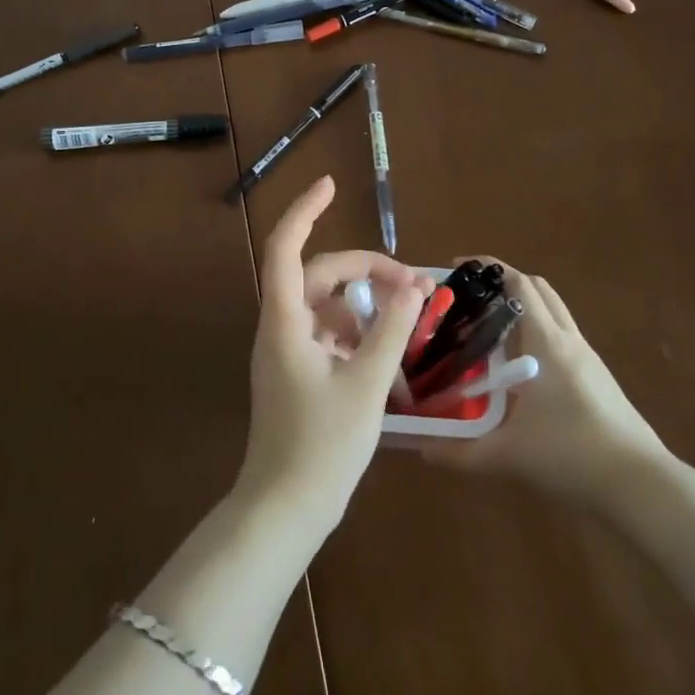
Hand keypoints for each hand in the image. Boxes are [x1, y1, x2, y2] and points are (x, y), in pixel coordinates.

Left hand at [236, 176, 430, 536]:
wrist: (284, 510)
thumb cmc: (322, 446)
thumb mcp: (367, 384)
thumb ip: (391, 331)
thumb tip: (415, 287)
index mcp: (285, 322)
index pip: (285, 247)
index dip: (305, 210)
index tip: (331, 184)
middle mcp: (279, 328)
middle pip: (317, 275)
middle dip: (364, 269)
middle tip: (411, 284)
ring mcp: (285, 351)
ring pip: (324, 305)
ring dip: (363, 303)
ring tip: (405, 319)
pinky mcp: (295, 373)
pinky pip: (326, 334)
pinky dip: (355, 332)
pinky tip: (385, 354)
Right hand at [421, 264, 670, 509]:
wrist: (641, 485)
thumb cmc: (571, 456)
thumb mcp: (507, 455)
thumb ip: (459, 452)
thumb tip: (420, 448)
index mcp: (546, 343)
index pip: (518, 284)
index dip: (488, 267)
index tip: (457, 267)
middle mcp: (568, 339)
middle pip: (538, 288)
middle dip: (504, 281)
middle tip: (471, 297)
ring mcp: (588, 357)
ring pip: (554, 311)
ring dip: (524, 306)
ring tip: (489, 327)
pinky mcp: (598, 376)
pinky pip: (563, 336)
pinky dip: (539, 332)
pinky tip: (520, 364)